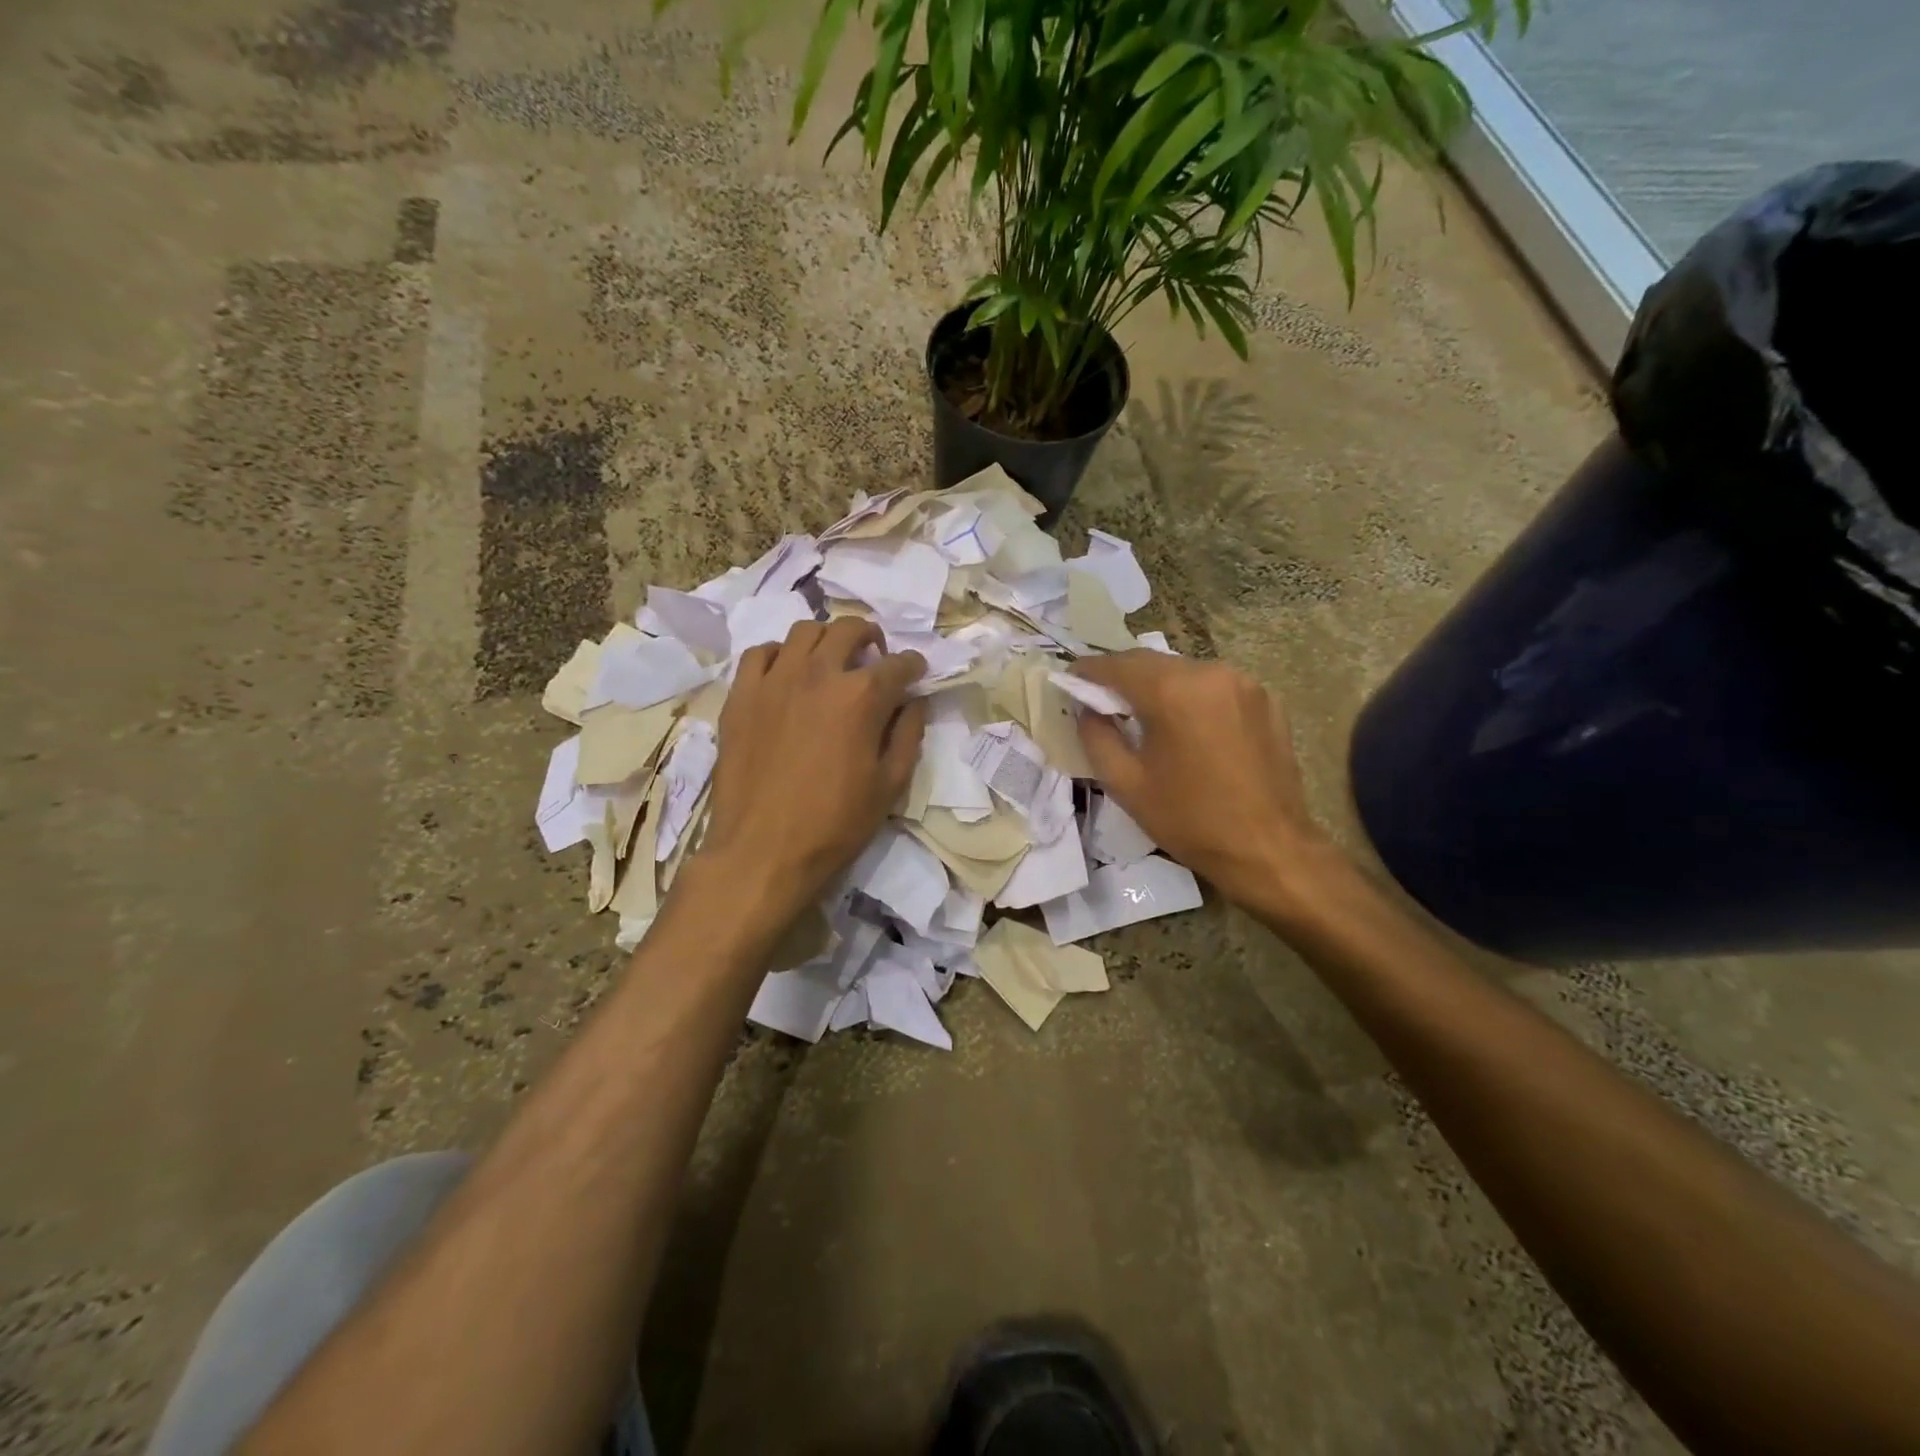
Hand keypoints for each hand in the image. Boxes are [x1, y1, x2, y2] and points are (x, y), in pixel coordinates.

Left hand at [699, 618, 925, 925]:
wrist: (762, 851)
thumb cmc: (835, 824)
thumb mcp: (890, 785)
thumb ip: (908, 735)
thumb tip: (913, 702)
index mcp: (861, 697)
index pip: (899, 664)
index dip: (914, 667)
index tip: (916, 674)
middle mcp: (819, 674)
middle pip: (849, 629)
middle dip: (871, 637)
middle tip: (875, 657)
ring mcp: (774, 680)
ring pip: (804, 631)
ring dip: (826, 639)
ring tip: (831, 661)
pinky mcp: (741, 695)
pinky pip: (761, 653)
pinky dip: (780, 655)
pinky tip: (787, 675)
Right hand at [1073, 651, 1335, 913]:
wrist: (1269, 849)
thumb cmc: (1190, 820)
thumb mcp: (1126, 784)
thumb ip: (1096, 736)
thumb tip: (1086, 708)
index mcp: (1173, 691)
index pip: (1118, 665)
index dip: (1089, 671)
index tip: (1070, 679)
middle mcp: (1210, 673)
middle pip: (1152, 662)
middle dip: (1122, 676)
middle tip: (1101, 699)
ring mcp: (1244, 683)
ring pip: (1184, 671)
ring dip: (1158, 685)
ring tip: (1143, 714)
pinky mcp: (1266, 700)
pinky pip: (1214, 686)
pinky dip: (1192, 696)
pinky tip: (1186, 726)